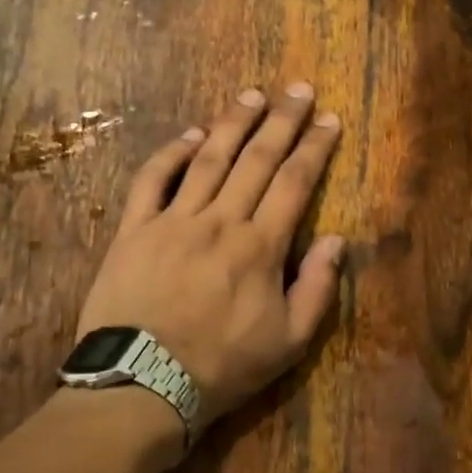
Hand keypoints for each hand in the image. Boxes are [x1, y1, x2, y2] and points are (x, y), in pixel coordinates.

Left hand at [74, 83, 344, 438]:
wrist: (143, 383)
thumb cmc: (224, 366)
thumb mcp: (290, 342)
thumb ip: (318, 289)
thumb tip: (336, 241)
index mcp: (261, 247)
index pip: (294, 183)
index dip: (314, 148)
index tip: (328, 120)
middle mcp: (220, 221)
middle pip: (256, 160)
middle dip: (281, 121)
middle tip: (298, 89)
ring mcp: (173, 222)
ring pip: (208, 160)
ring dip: (232, 123)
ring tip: (252, 95)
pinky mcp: (134, 231)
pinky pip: (153, 181)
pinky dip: (172, 154)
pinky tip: (192, 135)